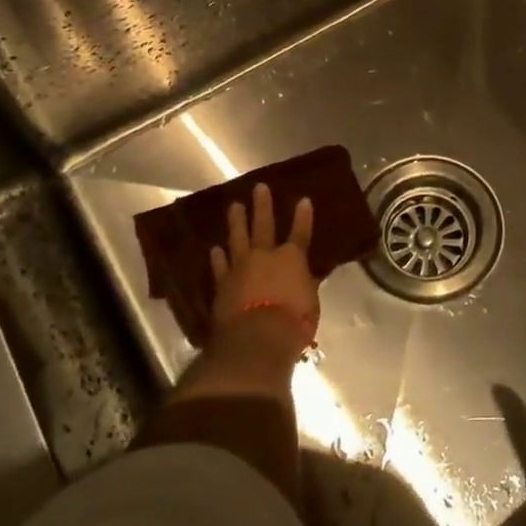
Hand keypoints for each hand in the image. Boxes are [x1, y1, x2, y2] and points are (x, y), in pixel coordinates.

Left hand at [211, 182, 318, 349]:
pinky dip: (218, 258)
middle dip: (263, 205)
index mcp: (293, 259)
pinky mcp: (223, 284)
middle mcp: (266, 256)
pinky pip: (220, 267)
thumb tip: (307, 278)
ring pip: (238, 238)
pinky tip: (215, 249)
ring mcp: (241, 268)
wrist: (256, 339)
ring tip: (234, 206)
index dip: (303, 216)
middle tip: (259, 187)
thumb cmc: (293, 322)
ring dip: (237, 222)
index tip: (304, 200)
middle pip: (264, 225)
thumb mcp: (310, 304)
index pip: (300, 232)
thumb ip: (306, 286)